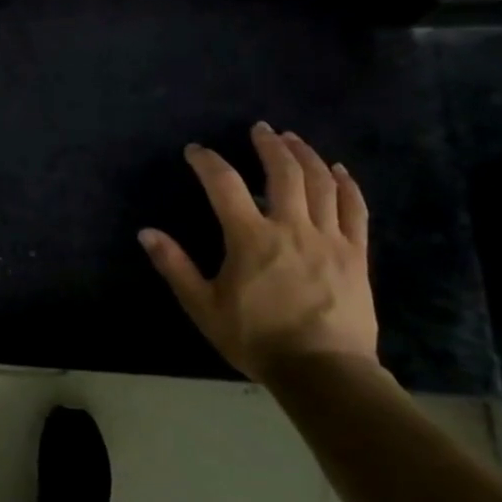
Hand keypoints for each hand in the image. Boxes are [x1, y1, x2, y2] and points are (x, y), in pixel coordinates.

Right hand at [138, 123, 377, 383]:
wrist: (323, 372)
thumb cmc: (257, 339)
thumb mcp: (203, 306)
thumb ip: (176, 266)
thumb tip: (146, 233)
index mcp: (250, 238)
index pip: (225, 185)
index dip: (208, 162)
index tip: (196, 151)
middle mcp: (291, 228)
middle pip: (284, 172)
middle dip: (269, 145)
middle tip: (259, 129)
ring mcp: (329, 239)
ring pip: (321, 184)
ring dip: (305, 155)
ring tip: (292, 139)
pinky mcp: (355, 255)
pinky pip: (355, 211)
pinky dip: (347, 185)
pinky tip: (339, 170)